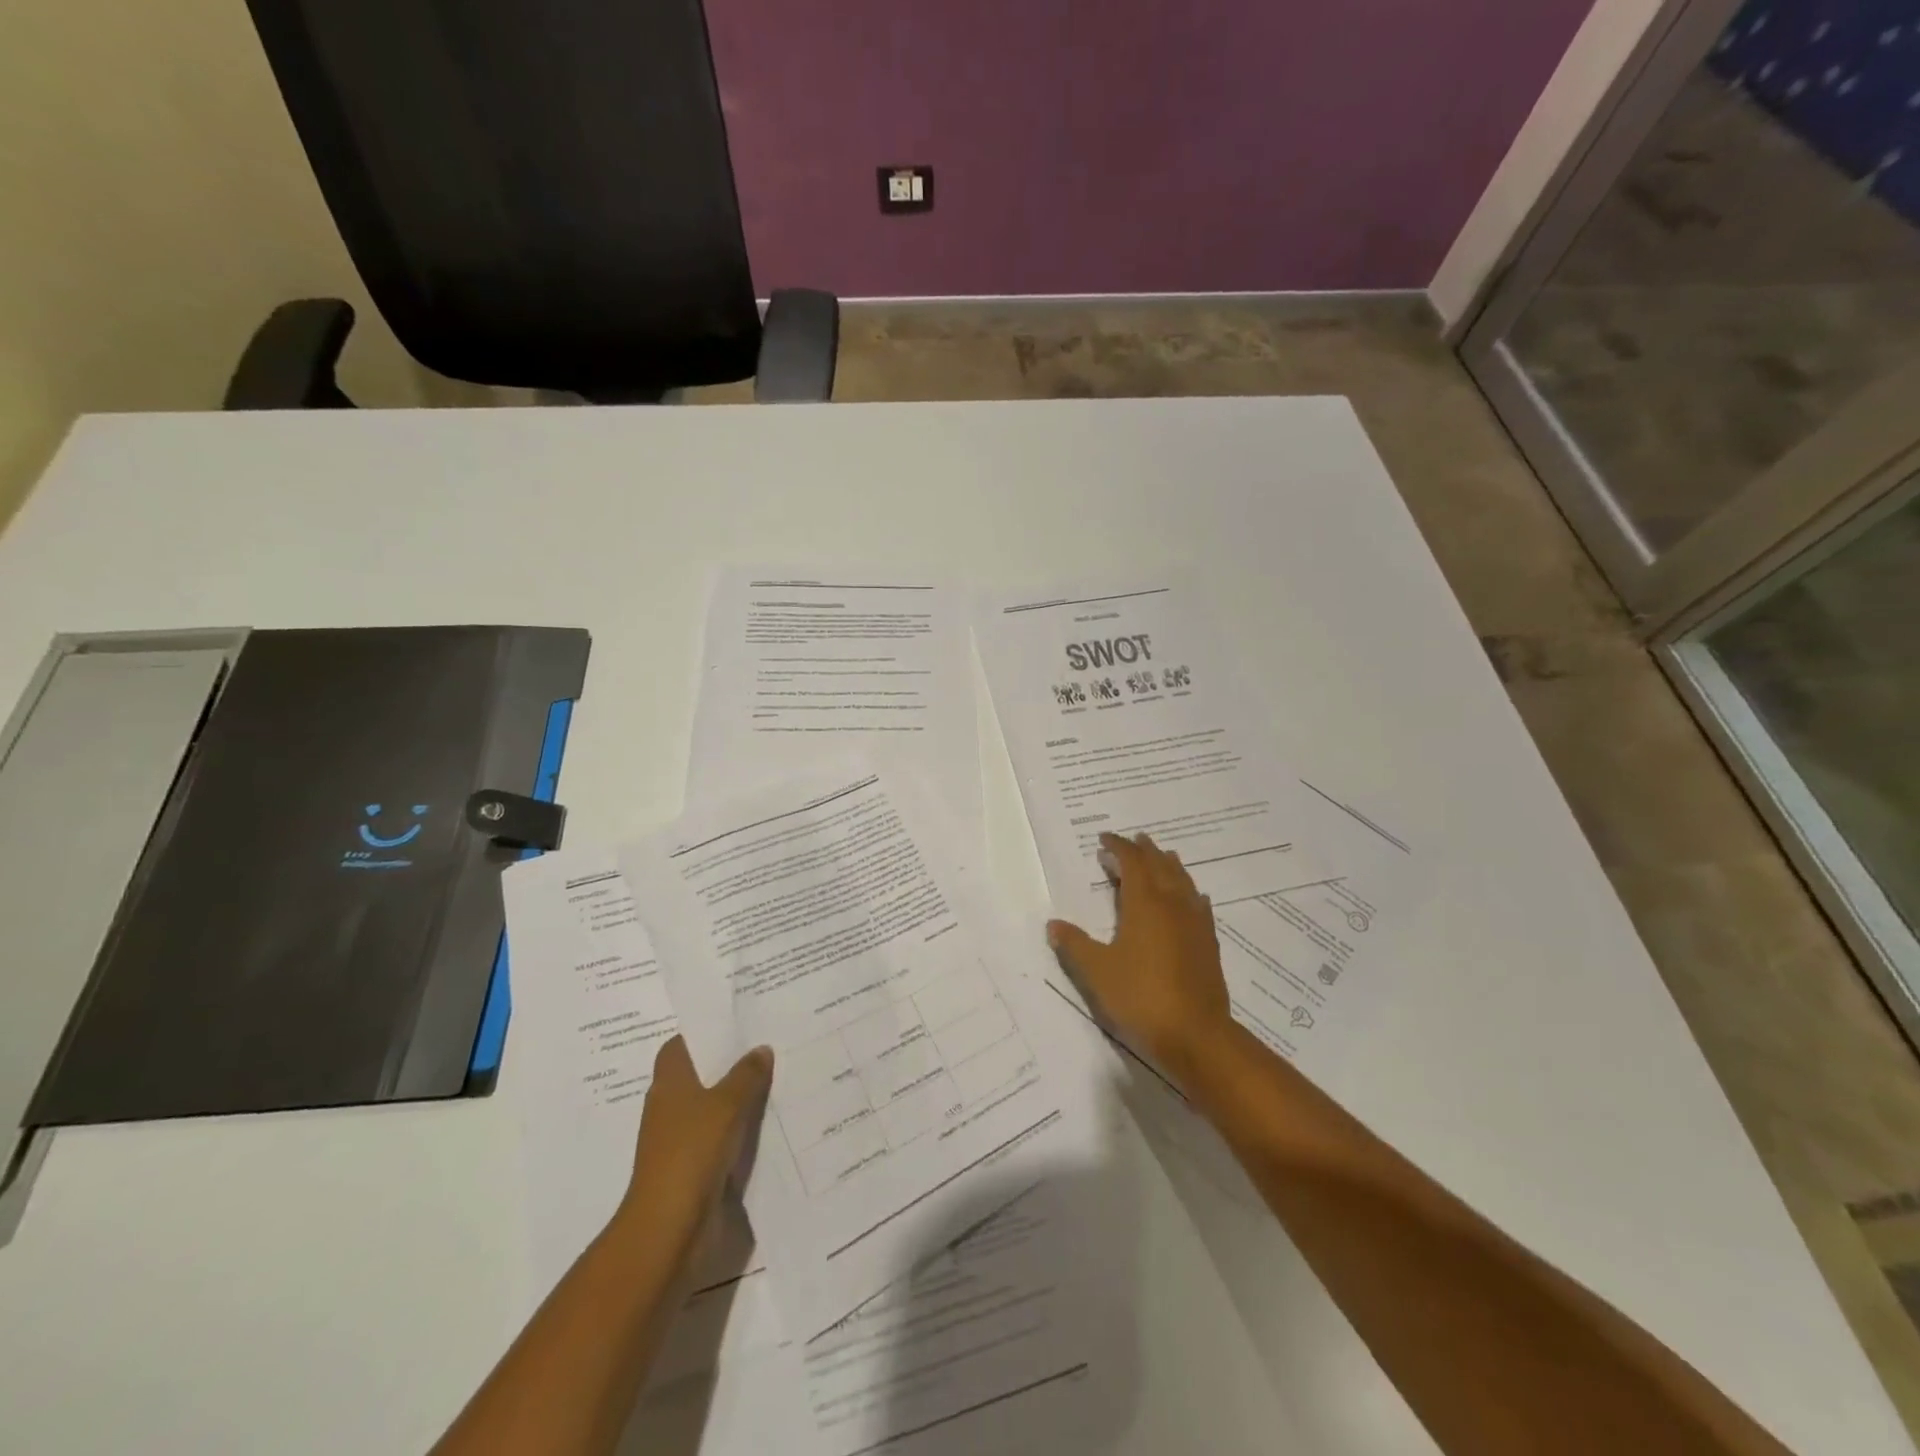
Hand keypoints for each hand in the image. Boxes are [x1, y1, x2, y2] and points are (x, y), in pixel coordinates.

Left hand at [618, 1036, 773, 1245]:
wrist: (670, 1228)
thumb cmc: (691, 1152)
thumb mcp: (726, 1104)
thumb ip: (746, 1074)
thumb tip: (761, 1049)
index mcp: (669, 1083)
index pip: (680, 1046)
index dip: (703, 1033)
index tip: (736, 1022)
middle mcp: (670, 1107)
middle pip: (699, 1075)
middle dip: (729, 1063)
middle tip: (767, 1045)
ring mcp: (680, 1140)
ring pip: (713, 1107)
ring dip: (738, 1098)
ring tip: (777, 1079)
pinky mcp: (694, 1169)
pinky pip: (722, 1137)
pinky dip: (740, 1130)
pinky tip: (769, 1122)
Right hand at [1047, 831, 1232, 1088]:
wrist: (1196, 1035)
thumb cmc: (1140, 997)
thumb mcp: (1097, 971)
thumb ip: (1075, 945)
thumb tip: (1054, 924)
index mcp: (1145, 904)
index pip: (1132, 863)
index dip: (1119, 847)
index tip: (1105, 840)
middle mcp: (1173, 905)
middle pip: (1161, 866)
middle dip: (1146, 850)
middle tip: (1134, 840)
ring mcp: (1195, 924)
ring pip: (1184, 882)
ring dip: (1170, 866)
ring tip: (1163, 857)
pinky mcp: (1209, 944)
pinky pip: (1200, 906)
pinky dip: (1191, 893)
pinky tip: (1193, 898)